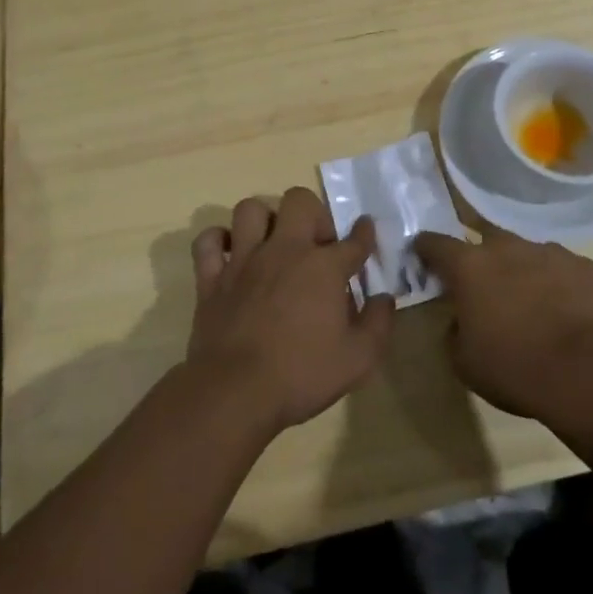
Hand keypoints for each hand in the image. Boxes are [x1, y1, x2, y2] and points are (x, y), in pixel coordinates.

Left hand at [185, 187, 394, 432]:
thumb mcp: (358, 359)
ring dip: (265, 220)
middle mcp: (284, 250)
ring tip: (274, 242)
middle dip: (314, 214)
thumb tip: (384, 298)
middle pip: (300, 201)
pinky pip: (208, 242)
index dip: (364, 232)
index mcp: (323, 267)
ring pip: (251, 209)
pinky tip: (230, 253)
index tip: (366, 228)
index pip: (353, 239)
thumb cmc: (301, 375)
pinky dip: (218, 241)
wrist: (234, 393)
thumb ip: (378, 323)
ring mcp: (244, 260)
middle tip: (317, 244)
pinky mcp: (211, 278)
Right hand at [414, 228, 592, 419]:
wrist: (590, 371)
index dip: (426, 249)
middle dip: (481, 258)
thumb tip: (461, 320)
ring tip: (532, 305)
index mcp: (470, 266)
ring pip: (528, 254)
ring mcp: (551, 252)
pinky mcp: (587, 267)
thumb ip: (454, 332)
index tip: (422, 255)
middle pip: (486, 239)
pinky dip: (560, 286)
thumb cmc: (516, 367)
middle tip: (484, 286)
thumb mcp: (465, 363)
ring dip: (523, 272)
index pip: (435, 243)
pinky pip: (565, 271)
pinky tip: (568, 315)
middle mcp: (508, 248)